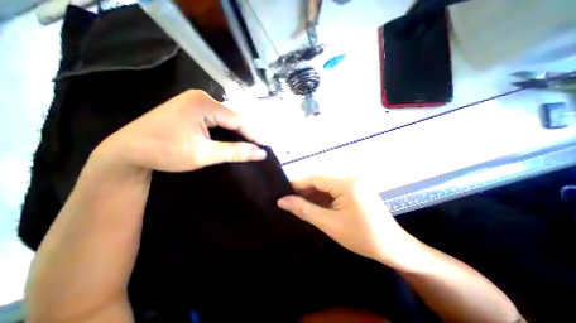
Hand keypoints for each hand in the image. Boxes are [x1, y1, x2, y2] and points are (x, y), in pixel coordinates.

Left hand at [98, 90, 267, 172]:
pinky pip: (218, 117)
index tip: (266, 147)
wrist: (127, 151)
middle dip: (247, 132)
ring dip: (239, 130)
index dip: (254, 134)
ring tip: (252, 143)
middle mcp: (202, 97)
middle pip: (233, 116)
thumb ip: (235, 152)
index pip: (238, 120)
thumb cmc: (165, 152)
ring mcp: (195, 101)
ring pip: (226, 117)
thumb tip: (261, 153)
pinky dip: (228, 128)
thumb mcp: (204, 154)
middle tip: (260, 146)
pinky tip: (234, 136)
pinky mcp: (192, 107)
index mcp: (204, 104)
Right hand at [278, 176, 416, 267]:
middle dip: (303, 191)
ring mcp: (353, 182)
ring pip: (325, 185)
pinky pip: (333, 189)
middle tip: (287, 201)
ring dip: (311, 195)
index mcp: (345, 182)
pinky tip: (313, 206)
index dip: (296, 184)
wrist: (393, 248)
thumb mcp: (329, 224)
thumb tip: (282, 201)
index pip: (314, 178)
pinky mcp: (354, 188)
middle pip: (319, 180)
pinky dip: (322, 197)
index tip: (281, 192)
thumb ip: (304, 210)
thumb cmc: (362, 237)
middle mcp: (349, 177)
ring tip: (297, 205)